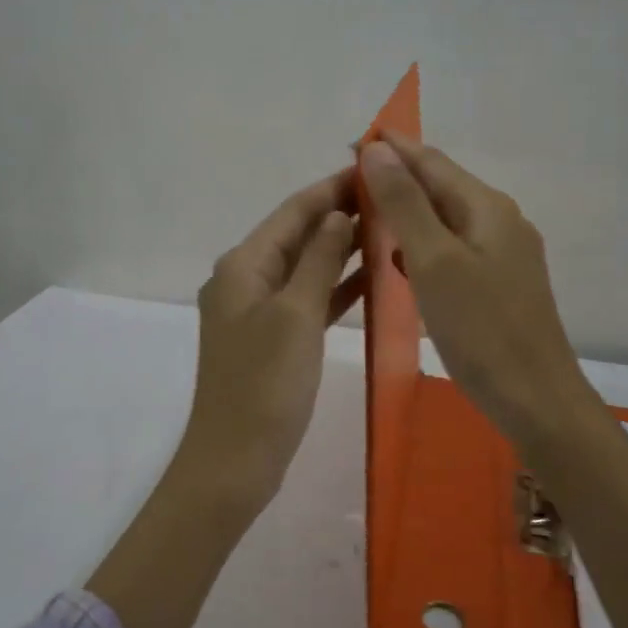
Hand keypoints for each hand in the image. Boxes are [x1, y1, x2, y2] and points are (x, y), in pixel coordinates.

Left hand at [174, 167, 364, 511]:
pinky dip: (335, 287)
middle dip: (339, 214)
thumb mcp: (296, 315)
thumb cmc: (265, 385)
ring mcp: (259, 311)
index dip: (332, 188)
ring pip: (306, 267)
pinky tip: (371, 280)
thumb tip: (337, 214)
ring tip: (390, 230)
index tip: (373, 167)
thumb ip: (318, 260)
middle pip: (298, 235)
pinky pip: (308, 300)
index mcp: (243, 265)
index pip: (293, 211)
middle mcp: (246, 280)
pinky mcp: (273, 339)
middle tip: (392, 197)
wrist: (235, 460)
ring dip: (341, 249)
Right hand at [359, 133, 599, 450]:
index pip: (431, 161)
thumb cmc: (481, 329)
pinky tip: (402, 262)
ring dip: (408, 213)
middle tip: (349, 183)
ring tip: (367, 217)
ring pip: (446, 220)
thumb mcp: (434, 261)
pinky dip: (422, 246)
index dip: (391, 149)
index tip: (350, 143)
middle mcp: (500, 221)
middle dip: (397, 178)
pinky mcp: (499, 285)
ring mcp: (504, 254)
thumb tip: (378, 150)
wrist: (535, 398)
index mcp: (487, 207)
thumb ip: (405, 204)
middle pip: (441, 187)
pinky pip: (453, 250)